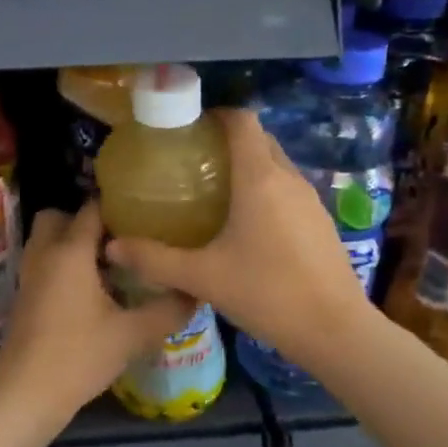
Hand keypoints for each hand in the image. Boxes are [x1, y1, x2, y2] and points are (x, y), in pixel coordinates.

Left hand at [0, 200, 194, 422]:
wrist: (25, 394)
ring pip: (48, 241)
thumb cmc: (79, 356)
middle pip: (58, 217)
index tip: (146, 215)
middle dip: (85, 222)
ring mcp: (29, 275)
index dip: (118, 207)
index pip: (92, 208)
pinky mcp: (25, 296)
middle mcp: (45, 253)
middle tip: (119, 241)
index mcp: (70, 251)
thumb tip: (195, 292)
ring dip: (73, 244)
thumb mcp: (133, 334)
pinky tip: (92, 291)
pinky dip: (63, 265)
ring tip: (111, 265)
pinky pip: (44, 263)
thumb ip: (168, 309)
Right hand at [104, 109, 369, 370]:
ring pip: (276, 165)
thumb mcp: (203, 277)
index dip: (216, 115)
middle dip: (227, 141)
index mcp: (260, 178)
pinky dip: (265, 191)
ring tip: (213, 192)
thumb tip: (112, 246)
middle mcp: (288, 179)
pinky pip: (288, 190)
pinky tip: (245, 226)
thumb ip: (155, 260)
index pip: (242, 121)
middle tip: (192, 162)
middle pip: (259, 139)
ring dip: (248, 167)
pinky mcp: (321, 222)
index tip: (188, 129)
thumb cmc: (267, 293)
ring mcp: (310, 200)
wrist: (335, 331)